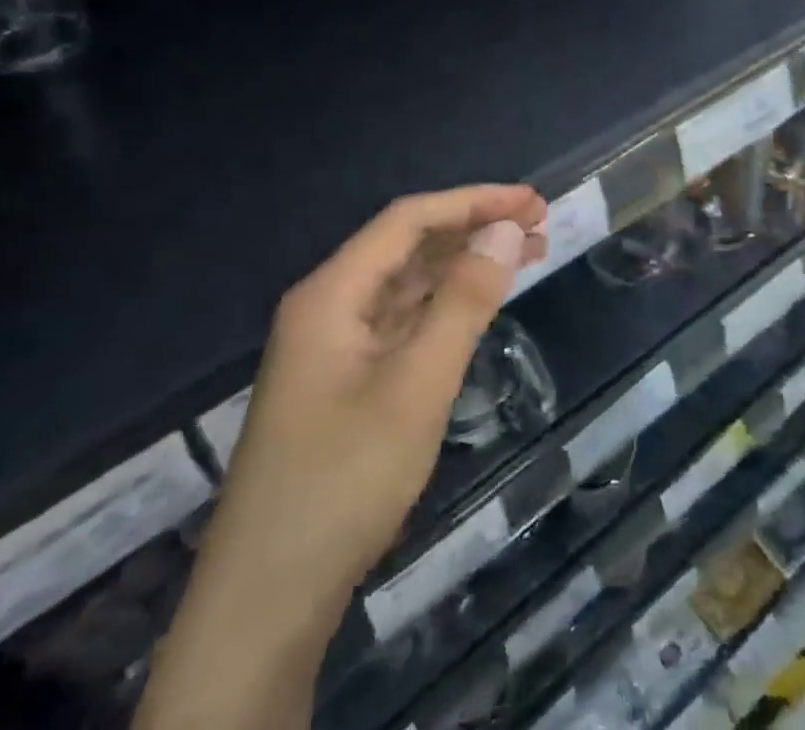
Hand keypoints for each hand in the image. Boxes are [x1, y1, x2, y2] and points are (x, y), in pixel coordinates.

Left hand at [138, 185, 546, 729]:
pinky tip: (478, 306)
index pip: (409, 219)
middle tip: (539, 225)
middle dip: (473, 229)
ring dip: (463, 265)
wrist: (266, 602)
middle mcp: (328, 305)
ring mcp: (332, 345)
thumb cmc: (344, 482)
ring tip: (526, 256)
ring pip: (407, 284)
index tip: (531, 202)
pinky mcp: (343, 381)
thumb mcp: (417, 386)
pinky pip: (401, 321)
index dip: (474, 202)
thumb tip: (505, 230)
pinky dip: (444, 306)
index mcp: (332, 292)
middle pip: (408, 246)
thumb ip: (464, 302)